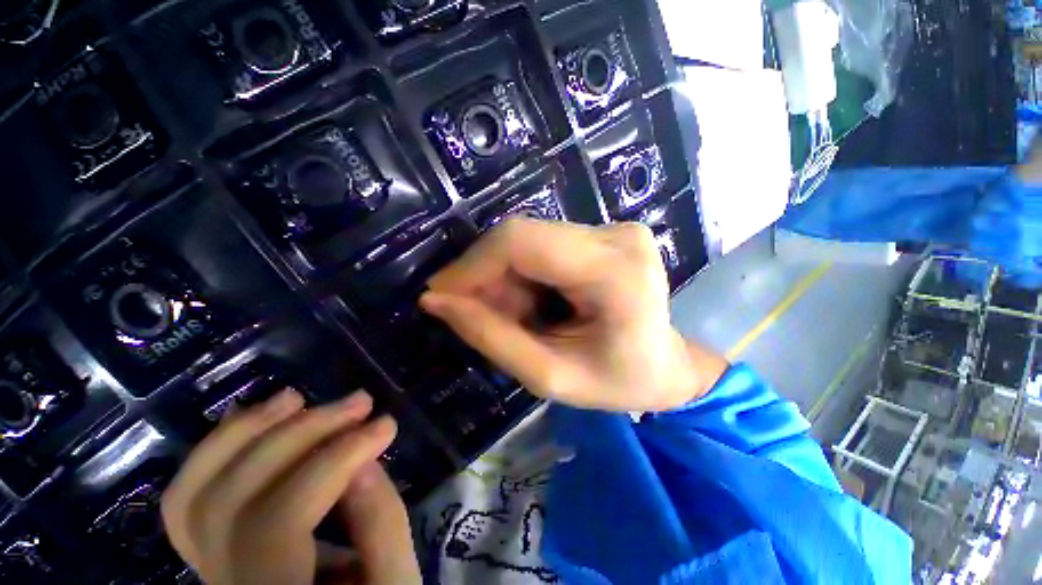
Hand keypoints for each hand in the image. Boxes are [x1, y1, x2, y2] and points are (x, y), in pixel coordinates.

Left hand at [161, 389, 420, 584]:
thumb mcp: (393, 582)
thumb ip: (383, 527)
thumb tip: (362, 462)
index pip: (278, 521)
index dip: (334, 460)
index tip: (385, 425)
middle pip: (231, 498)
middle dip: (300, 434)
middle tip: (359, 402)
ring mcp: (205, 567)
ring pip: (192, 494)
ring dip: (243, 434)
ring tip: (296, 398)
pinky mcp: (210, 549)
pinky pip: (189, 498)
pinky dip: (215, 452)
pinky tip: (250, 419)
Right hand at [420, 218, 727, 411]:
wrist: (666, 367)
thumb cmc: (617, 382)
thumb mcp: (550, 376)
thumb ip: (491, 337)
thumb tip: (435, 300)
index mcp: (614, 272)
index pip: (522, 243)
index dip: (471, 265)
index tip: (440, 295)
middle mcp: (616, 236)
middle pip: (522, 237)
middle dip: (487, 277)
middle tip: (478, 315)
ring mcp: (614, 229)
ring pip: (529, 240)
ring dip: (506, 279)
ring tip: (516, 317)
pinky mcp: (605, 233)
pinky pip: (543, 245)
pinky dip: (524, 274)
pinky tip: (534, 303)